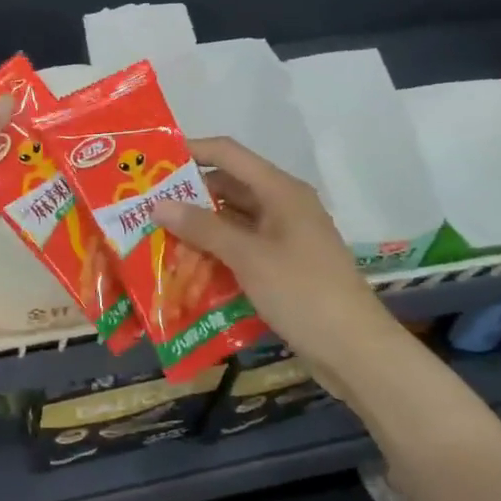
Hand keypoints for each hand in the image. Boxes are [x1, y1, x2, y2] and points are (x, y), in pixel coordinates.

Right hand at [151, 136, 385, 358]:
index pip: (228, 153)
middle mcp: (282, 206)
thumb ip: (203, 227)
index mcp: (280, 191)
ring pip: (232, 220)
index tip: (152, 159)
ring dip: (199, 227)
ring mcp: (284, 237)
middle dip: (188, 195)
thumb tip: (158, 203)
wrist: (355, 350)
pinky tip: (185, 266)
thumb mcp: (248, 257)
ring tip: (156, 235)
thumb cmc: (302, 292)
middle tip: (145, 204)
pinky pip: (241, 247)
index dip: (191, 150)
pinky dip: (215, 252)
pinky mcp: (282, 266)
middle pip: (228, 186)